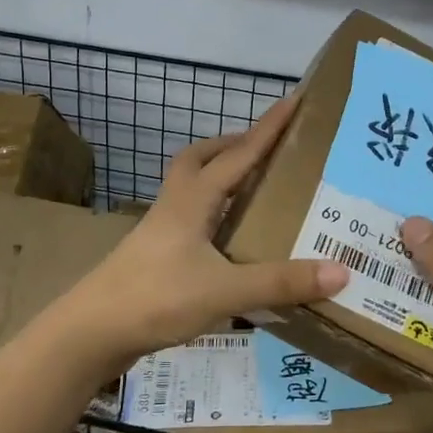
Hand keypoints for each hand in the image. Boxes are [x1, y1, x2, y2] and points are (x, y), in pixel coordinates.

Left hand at [44, 94, 348, 373]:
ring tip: (253, 190)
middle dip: (233, 146)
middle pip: (200, 159)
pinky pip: (189, 219)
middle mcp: (175, 206)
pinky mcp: (154, 257)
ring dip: (220, 178)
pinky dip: (212, 215)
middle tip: (266, 150)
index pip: (238, 154)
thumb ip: (280, 282)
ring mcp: (160, 231)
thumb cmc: (156, 299)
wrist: (91, 332)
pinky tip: (229, 241)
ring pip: (191, 188)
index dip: (268, 128)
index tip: (293, 100)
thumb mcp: (225, 291)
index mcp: (193, 200)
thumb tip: (341, 271)